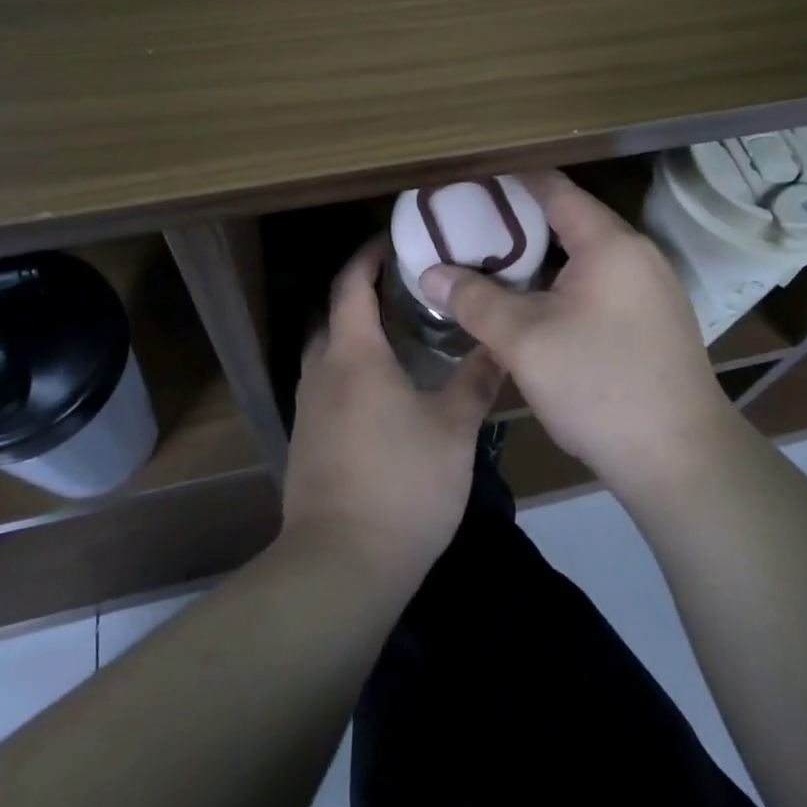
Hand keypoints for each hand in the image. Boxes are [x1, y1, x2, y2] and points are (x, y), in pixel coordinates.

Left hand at [281, 238, 502, 596]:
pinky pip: (328, 385)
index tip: (393, 239)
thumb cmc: (402, 485)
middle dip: (363, 293)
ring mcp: (308, 409)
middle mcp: (322, 373)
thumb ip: (476, 380)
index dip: (368, 256)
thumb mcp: (453, 429)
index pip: (351, 286)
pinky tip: (385, 391)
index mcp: (354, 356)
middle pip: (335, 315)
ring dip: (356, 334)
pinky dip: (351, 370)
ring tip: (401, 334)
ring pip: (329, 353)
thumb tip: (500, 344)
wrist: (340, 566)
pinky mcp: (306, 442)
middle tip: (408, 287)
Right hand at [418, 170, 738, 498]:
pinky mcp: (654, 320)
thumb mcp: (524, 341)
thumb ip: (475, 300)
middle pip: (571, 219)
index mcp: (609, 243)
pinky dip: (564, 281)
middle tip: (470, 225)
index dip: (510, 179)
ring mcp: (651, 288)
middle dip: (519, 220)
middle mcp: (637, 254)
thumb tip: (430, 274)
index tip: (470, 178)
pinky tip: (535, 304)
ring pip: (586, 255)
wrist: (681, 460)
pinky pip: (601, 282)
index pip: (554, 189)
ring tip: (494, 262)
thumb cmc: (598, 386)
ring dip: (542, 256)